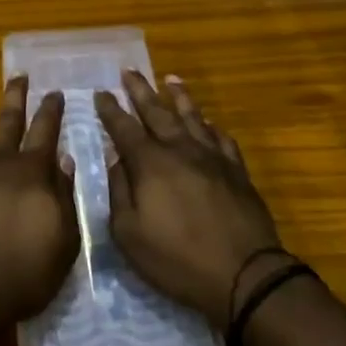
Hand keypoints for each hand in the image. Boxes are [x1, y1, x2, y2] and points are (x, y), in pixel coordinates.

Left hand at [0, 77, 79, 345]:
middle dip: (15, 96)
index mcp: (30, 173)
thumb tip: (65, 160)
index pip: (45, 132)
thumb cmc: (22, 273)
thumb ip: (64, 198)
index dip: (51, 110)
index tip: (55, 92)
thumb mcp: (62, 242)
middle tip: (18, 75)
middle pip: (7, 121)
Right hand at [95, 72, 284, 327]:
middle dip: (140, 90)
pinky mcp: (237, 170)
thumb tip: (116, 161)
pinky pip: (222, 138)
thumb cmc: (178, 259)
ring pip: (192, 116)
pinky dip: (212, 126)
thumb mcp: (130, 234)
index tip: (101, 92)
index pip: (123, 127)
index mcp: (150, 163)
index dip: (110, 109)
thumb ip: (119, 192)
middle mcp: (179, 149)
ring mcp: (212, 157)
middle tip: (128, 70)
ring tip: (170, 78)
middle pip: (156, 112)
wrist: (245, 275)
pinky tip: (209, 122)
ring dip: (179, 96)